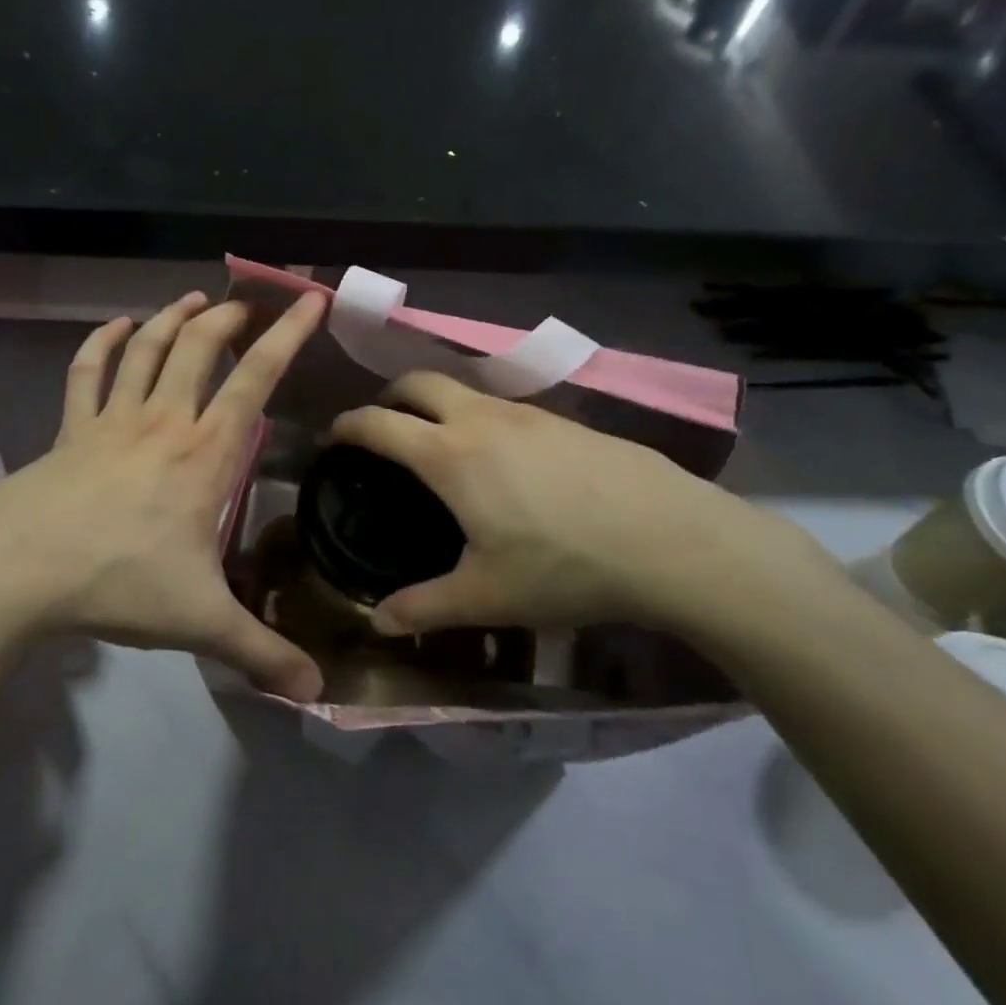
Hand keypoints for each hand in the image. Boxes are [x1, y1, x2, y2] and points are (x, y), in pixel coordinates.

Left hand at [0, 290, 327, 700]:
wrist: (18, 570)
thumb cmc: (118, 582)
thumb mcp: (201, 622)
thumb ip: (261, 651)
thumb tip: (317, 692)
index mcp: (205, 453)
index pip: (257, 378)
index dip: (288, 336)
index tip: (310, 300)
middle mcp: (164, 421)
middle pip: (201, 347)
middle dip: (230, 317)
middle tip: (251, 303)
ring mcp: (112, 419)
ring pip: (148, 349)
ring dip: (174, 318)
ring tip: (196, 299)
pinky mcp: (70, 429)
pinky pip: (87, 372)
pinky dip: (103, 343)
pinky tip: (116, 327)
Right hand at [332, 371, 837, 643]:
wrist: (671, 540)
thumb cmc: (565, 566)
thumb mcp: (487, 596)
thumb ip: (424, 607)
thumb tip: (379, 622)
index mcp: (450, 455)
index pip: (380, 423)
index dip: (348, 425)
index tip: (334, 437)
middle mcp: (482, 419)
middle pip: (419, 382)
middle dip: (390, 396)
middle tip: (382, 427)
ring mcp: (528, 413)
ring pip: (465, 389)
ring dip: (437, 404)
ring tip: (439, 444)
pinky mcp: (565, 420)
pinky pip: (503, 406)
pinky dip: (479, 417)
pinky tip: (502, 460)